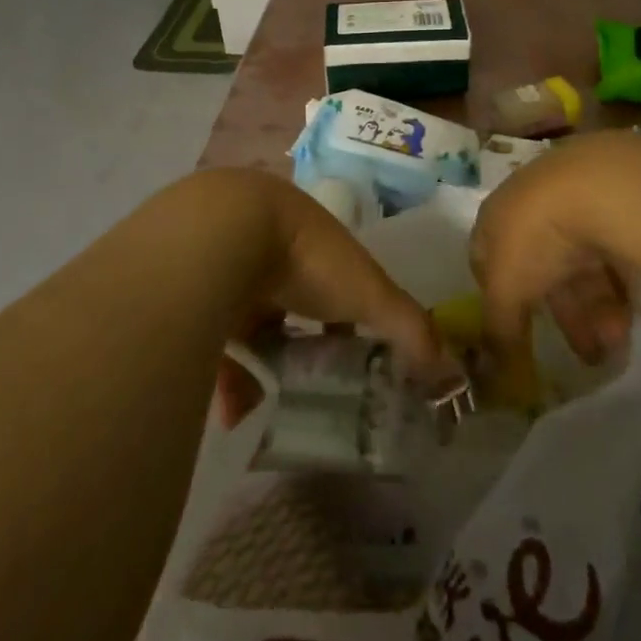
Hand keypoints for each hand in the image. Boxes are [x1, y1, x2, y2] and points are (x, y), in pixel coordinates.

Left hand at [198, 171, 458, 421]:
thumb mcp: (368, 292)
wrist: (221, 234)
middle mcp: (267, 246)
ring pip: (242, 322)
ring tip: (260, 406)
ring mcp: (224, 263)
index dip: (344, 318)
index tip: (349, 357)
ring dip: (254, 365)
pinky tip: (229, 406)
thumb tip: (451, 369)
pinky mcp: (189, 287)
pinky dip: (220, 370)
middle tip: (303, 388)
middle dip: (293, 346)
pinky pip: (206, 335)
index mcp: (311, 238)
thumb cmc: (306, 256)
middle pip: (285, 304)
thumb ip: (408, 326)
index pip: (334, 280)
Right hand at [470, 135, 636, 370]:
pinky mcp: (616, 203)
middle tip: (588, 356)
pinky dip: (620, 286)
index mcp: (495, 219)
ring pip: (583, 266)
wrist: (599, 187)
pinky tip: (632, 312)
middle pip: (544, 269)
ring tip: (618, 344)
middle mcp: (531, 206)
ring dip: (597, 310)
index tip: (518, 334)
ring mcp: (575, 202)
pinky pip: (614, 253)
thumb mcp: (507, 290)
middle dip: (567, 316)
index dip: (501, 299)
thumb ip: (499, 328)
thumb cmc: (535, 237)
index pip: (488, 260)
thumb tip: (491, 371)